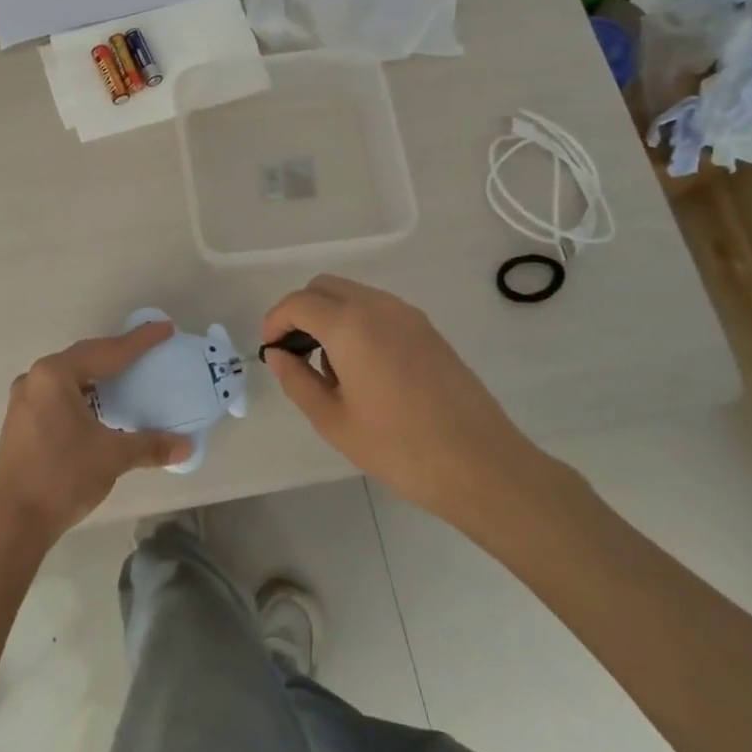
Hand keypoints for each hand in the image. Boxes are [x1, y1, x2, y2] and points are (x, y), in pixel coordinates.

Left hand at [0, 321, 190, 551]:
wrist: (10, 523)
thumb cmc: (61, 476)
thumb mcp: (111, 456)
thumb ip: (150, 445)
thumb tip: (186, 445)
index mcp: (55, 375)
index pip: (106, 352)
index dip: (138, 342)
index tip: (165, 329)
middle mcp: (35, 379)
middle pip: (85, 359)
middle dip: (116, 355)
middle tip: (148, 351)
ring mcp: (24, 402)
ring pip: (70, 379)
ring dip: (98, 378)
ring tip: (128, 377)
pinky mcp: (21, 423)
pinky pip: (59, 397)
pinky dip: (84, 396)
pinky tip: (100, 408)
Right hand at [261, 276, 560, 535]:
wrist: (481, 464)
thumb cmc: (399, 447)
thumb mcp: (333, 420)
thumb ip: (297, 380)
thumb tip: (280, 355)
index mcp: (350, 325)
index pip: (298, 303)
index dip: (275, 321)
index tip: (270, 350)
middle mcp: (379, 306)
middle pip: (324, 287)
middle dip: (300, 312)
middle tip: (294, 353)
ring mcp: (408, 315)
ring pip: (352, 294)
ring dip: (329, 315)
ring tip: (330, 367)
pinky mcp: (428, 329)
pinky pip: (378, 309)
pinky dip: (356, 322)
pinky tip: (363, 368)